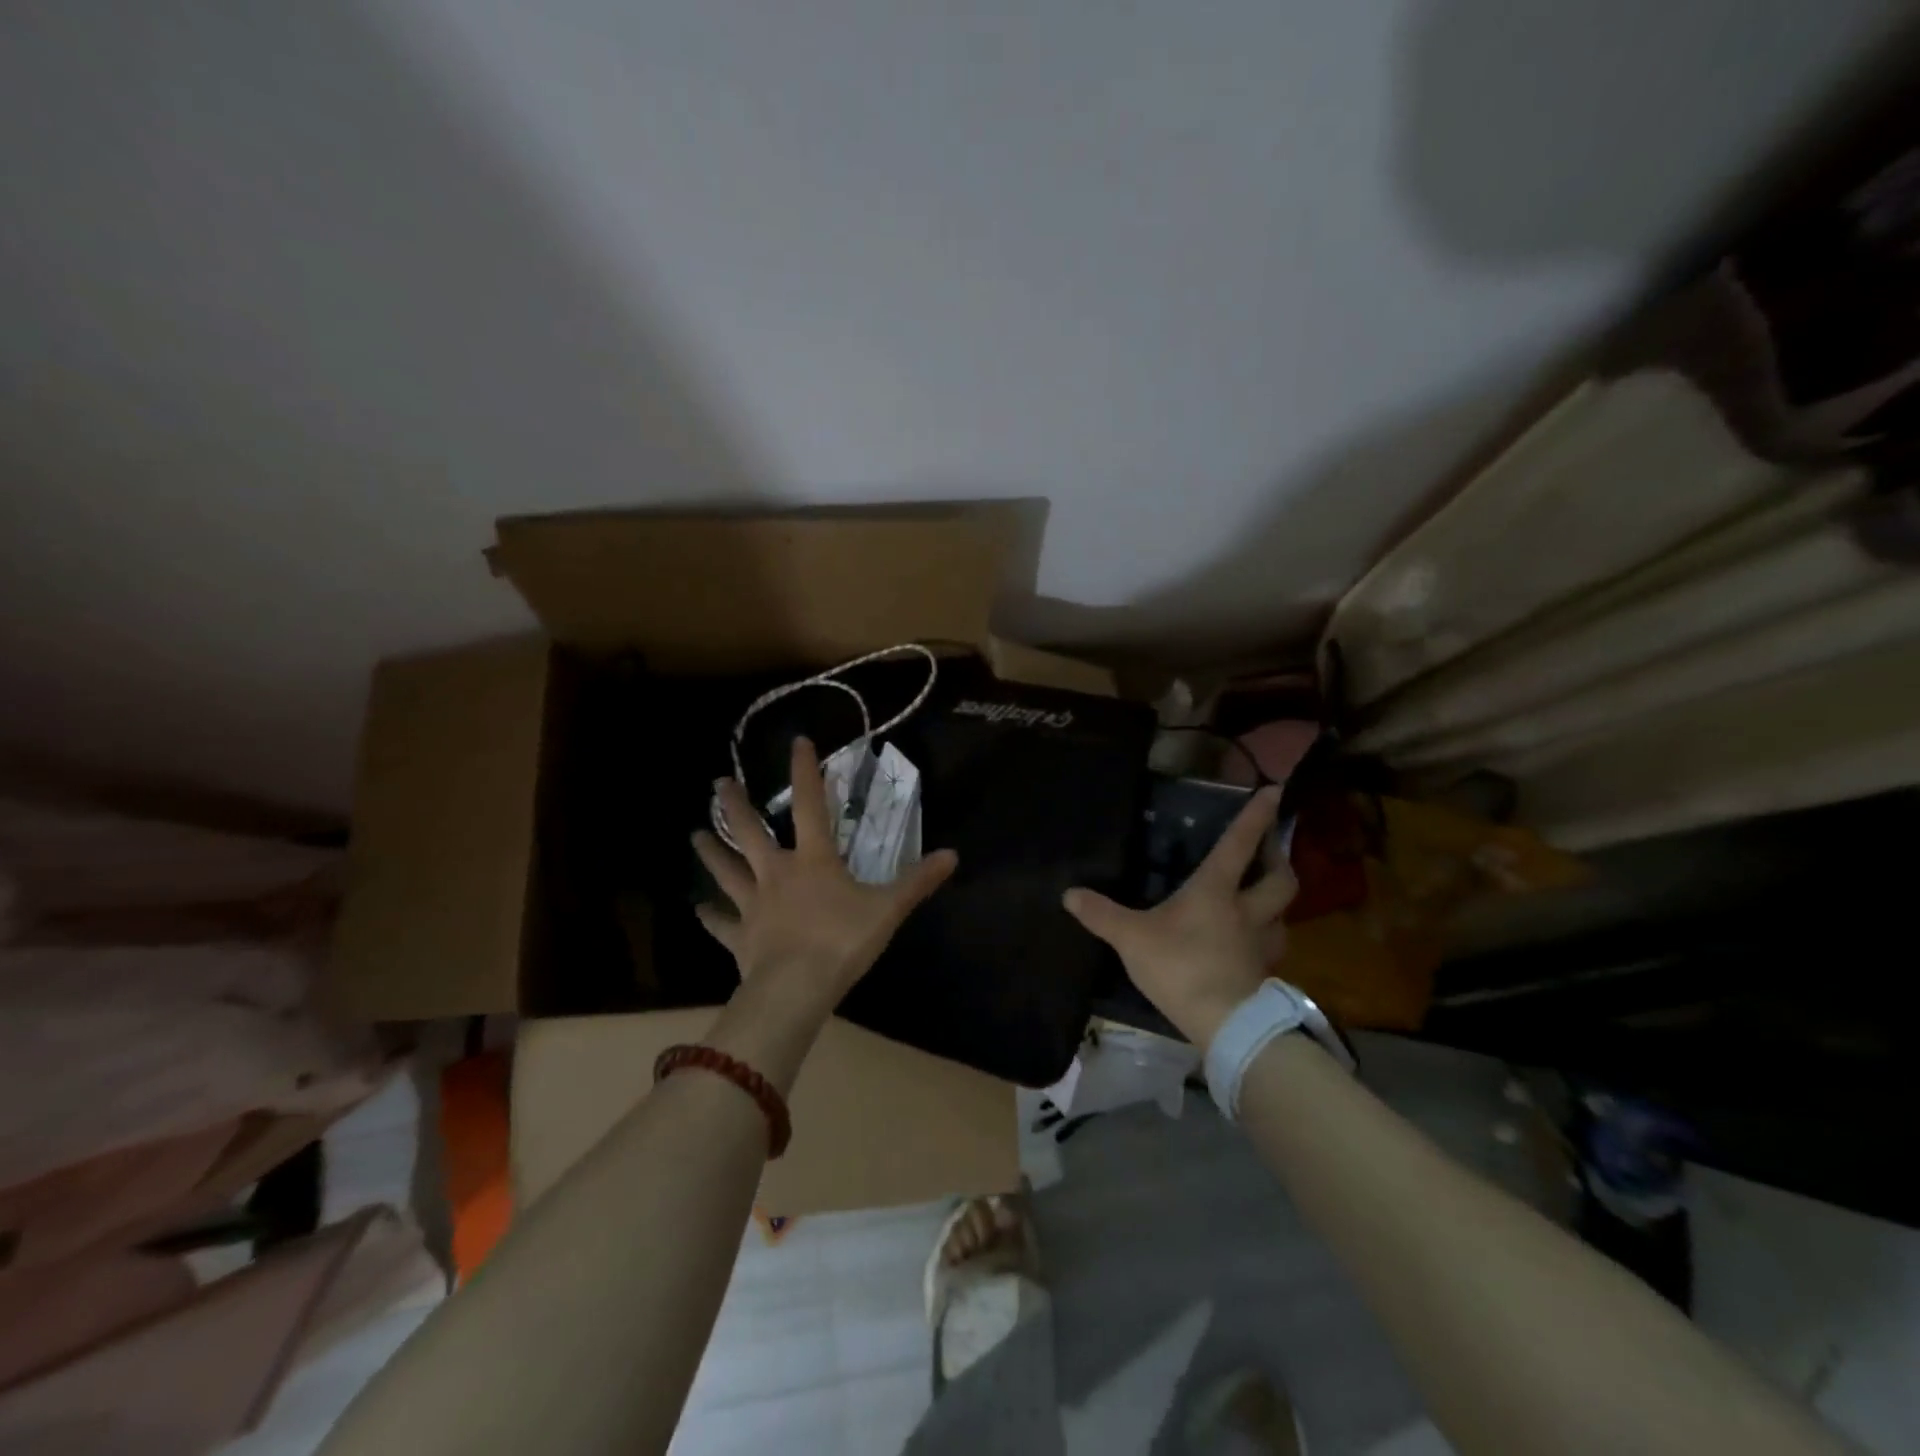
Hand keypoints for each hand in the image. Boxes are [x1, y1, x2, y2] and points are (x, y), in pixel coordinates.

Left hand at [693, 737, 958, 1019]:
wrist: (797, 988)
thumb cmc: (843, 940)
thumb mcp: (888, 908)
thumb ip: (918, 881)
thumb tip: (952, 854)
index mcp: (813, 860)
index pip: (811, 805)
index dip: (805, 771)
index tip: (797, 741)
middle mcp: (777, 874)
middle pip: (750, 832)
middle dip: (735, 806)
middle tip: (718, 783)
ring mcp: (753, 905)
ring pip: (727, 871)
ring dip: (711, 852)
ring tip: (695, 834)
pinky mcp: (740, 938)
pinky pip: (721, 924)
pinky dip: (709, 916)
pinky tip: (698, 909)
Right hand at [1064, 785, 1292, 1049]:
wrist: (1225, 1025)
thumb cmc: (1181, 968)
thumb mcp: (1132, 938)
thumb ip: (1102, 914)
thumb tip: (1069, 892)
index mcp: (1216, 891)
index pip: (1240, 844)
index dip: (1257, 816)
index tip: (1276, 790)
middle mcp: (1247, 911)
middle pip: (1281, 880)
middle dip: (1279, 860)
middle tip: (1271, 850)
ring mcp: (1261, 944)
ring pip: (1284, 914)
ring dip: (1278, 901)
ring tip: (1264, 897)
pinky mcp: (1264, 974)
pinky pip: (1273, 947)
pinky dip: (1268, 937)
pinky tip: (1252, 943)